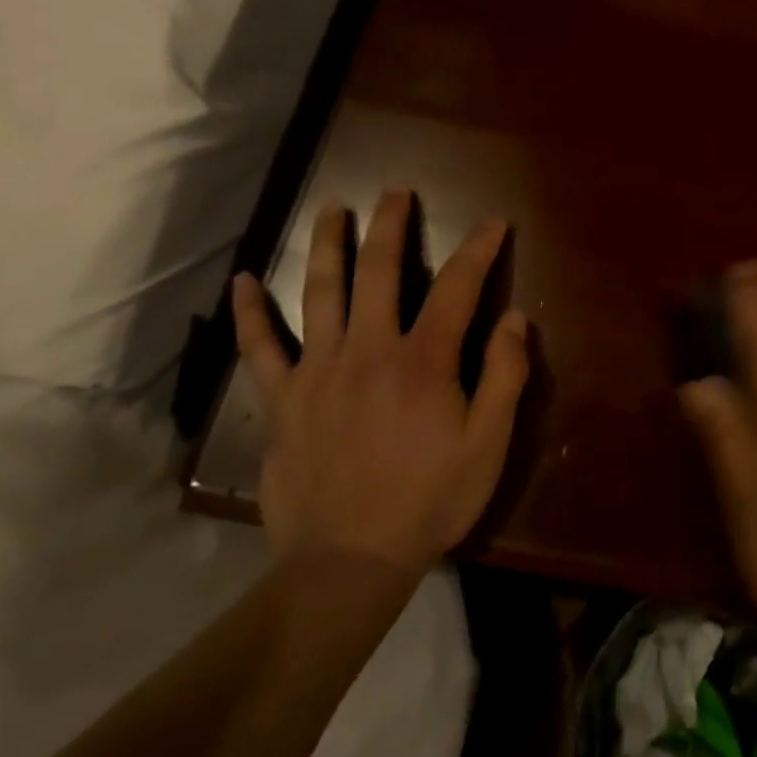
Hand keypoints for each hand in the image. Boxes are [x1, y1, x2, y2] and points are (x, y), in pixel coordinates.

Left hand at [231, 190, 528, 579]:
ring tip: (332, 208)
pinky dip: (249, 314)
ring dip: (328, 245)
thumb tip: (514, 317)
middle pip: (380, 271)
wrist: (347, 565)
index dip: (478, 249)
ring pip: (320, 293)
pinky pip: (260, 349)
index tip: (494, 223)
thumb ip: (505, 375)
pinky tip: (242, 282)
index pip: (456, 287)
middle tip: (397, 191)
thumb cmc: (429, 500)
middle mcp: (369, 350)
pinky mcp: (283, 400)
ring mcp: (318, 371)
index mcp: (424, 360)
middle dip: (392, 225)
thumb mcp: (488, 444)